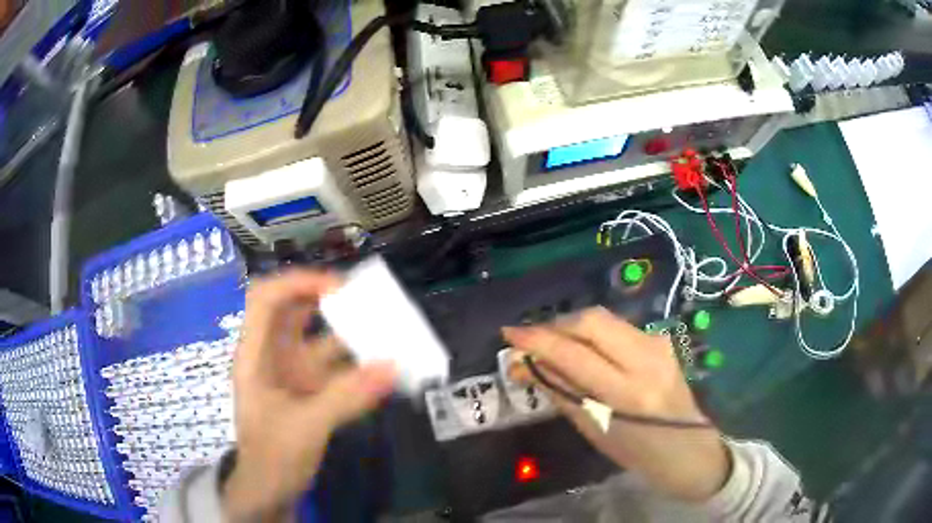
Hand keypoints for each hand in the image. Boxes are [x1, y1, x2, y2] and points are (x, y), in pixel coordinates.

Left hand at [224, 271, 396, 520]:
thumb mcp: (304, 427)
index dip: (297, 282)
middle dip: (327, 299)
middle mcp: (273, 356)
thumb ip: (346, 398)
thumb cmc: (271, 457)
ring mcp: (292, 374)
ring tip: (384, 326)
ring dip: (348, 333)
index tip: (337, 287)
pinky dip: (358, 364)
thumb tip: (392, 367)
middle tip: (366, 299)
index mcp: (255, 355)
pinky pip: (336, 368)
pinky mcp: (311, 392)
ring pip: (319, 339)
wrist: (269, 492)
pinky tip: (383, 365)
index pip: (266, 299)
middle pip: (293, 311)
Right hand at [502, 307, 729, 502]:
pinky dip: (594, 334)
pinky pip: (619, 328)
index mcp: (627, 394)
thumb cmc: (638, 452)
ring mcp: (658, 345)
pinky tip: (585, 351)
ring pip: (605, 319)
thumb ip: (560, 392)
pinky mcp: (663, 340)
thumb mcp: (594, 430)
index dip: (538, 340)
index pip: (574, 354)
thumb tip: (525, 366)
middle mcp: (646, 360)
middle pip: (592, 320)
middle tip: (533, 340)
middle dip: (556, 324)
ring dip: (573, 327)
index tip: (510, 334)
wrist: (689, 450)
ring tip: (554, 345)